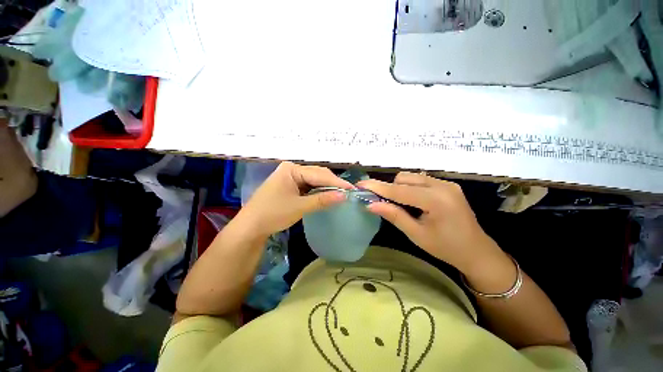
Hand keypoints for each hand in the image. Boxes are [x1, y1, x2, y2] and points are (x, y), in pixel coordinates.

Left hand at [236, 162, 353, 237]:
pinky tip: (327, 195)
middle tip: (348, 192)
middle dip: (332, 184)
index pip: (319, 174)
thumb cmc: (272, 214)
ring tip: (341, 194)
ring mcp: (291, 177)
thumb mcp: (299, 207)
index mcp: (292, 169)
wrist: (251, 226)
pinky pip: (309, 186)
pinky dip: (318, 191)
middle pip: (317, 174)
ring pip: (314, 180)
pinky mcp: (291, 185)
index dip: (336, 182)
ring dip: (326, 187)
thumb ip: (322, 200)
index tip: (352, 189)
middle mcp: (292, 169)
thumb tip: (344, 196)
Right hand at [358, 172, 502, 273]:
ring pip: (412, 177)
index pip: (399, 191)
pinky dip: (410, 187)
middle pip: (404, 179)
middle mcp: (442, 186)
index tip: (360, 185)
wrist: (476, 251)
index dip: (377, 188)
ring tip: (399, 204)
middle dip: (389, 189)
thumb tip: (371, 205)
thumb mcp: (416, 235)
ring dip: (399, 188)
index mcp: (436, 201)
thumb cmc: (446, 248)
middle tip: (381, 202)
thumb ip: (394, 216)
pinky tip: (412, 201)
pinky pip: (421, 180)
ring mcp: (446, 183)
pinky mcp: (448, 185)